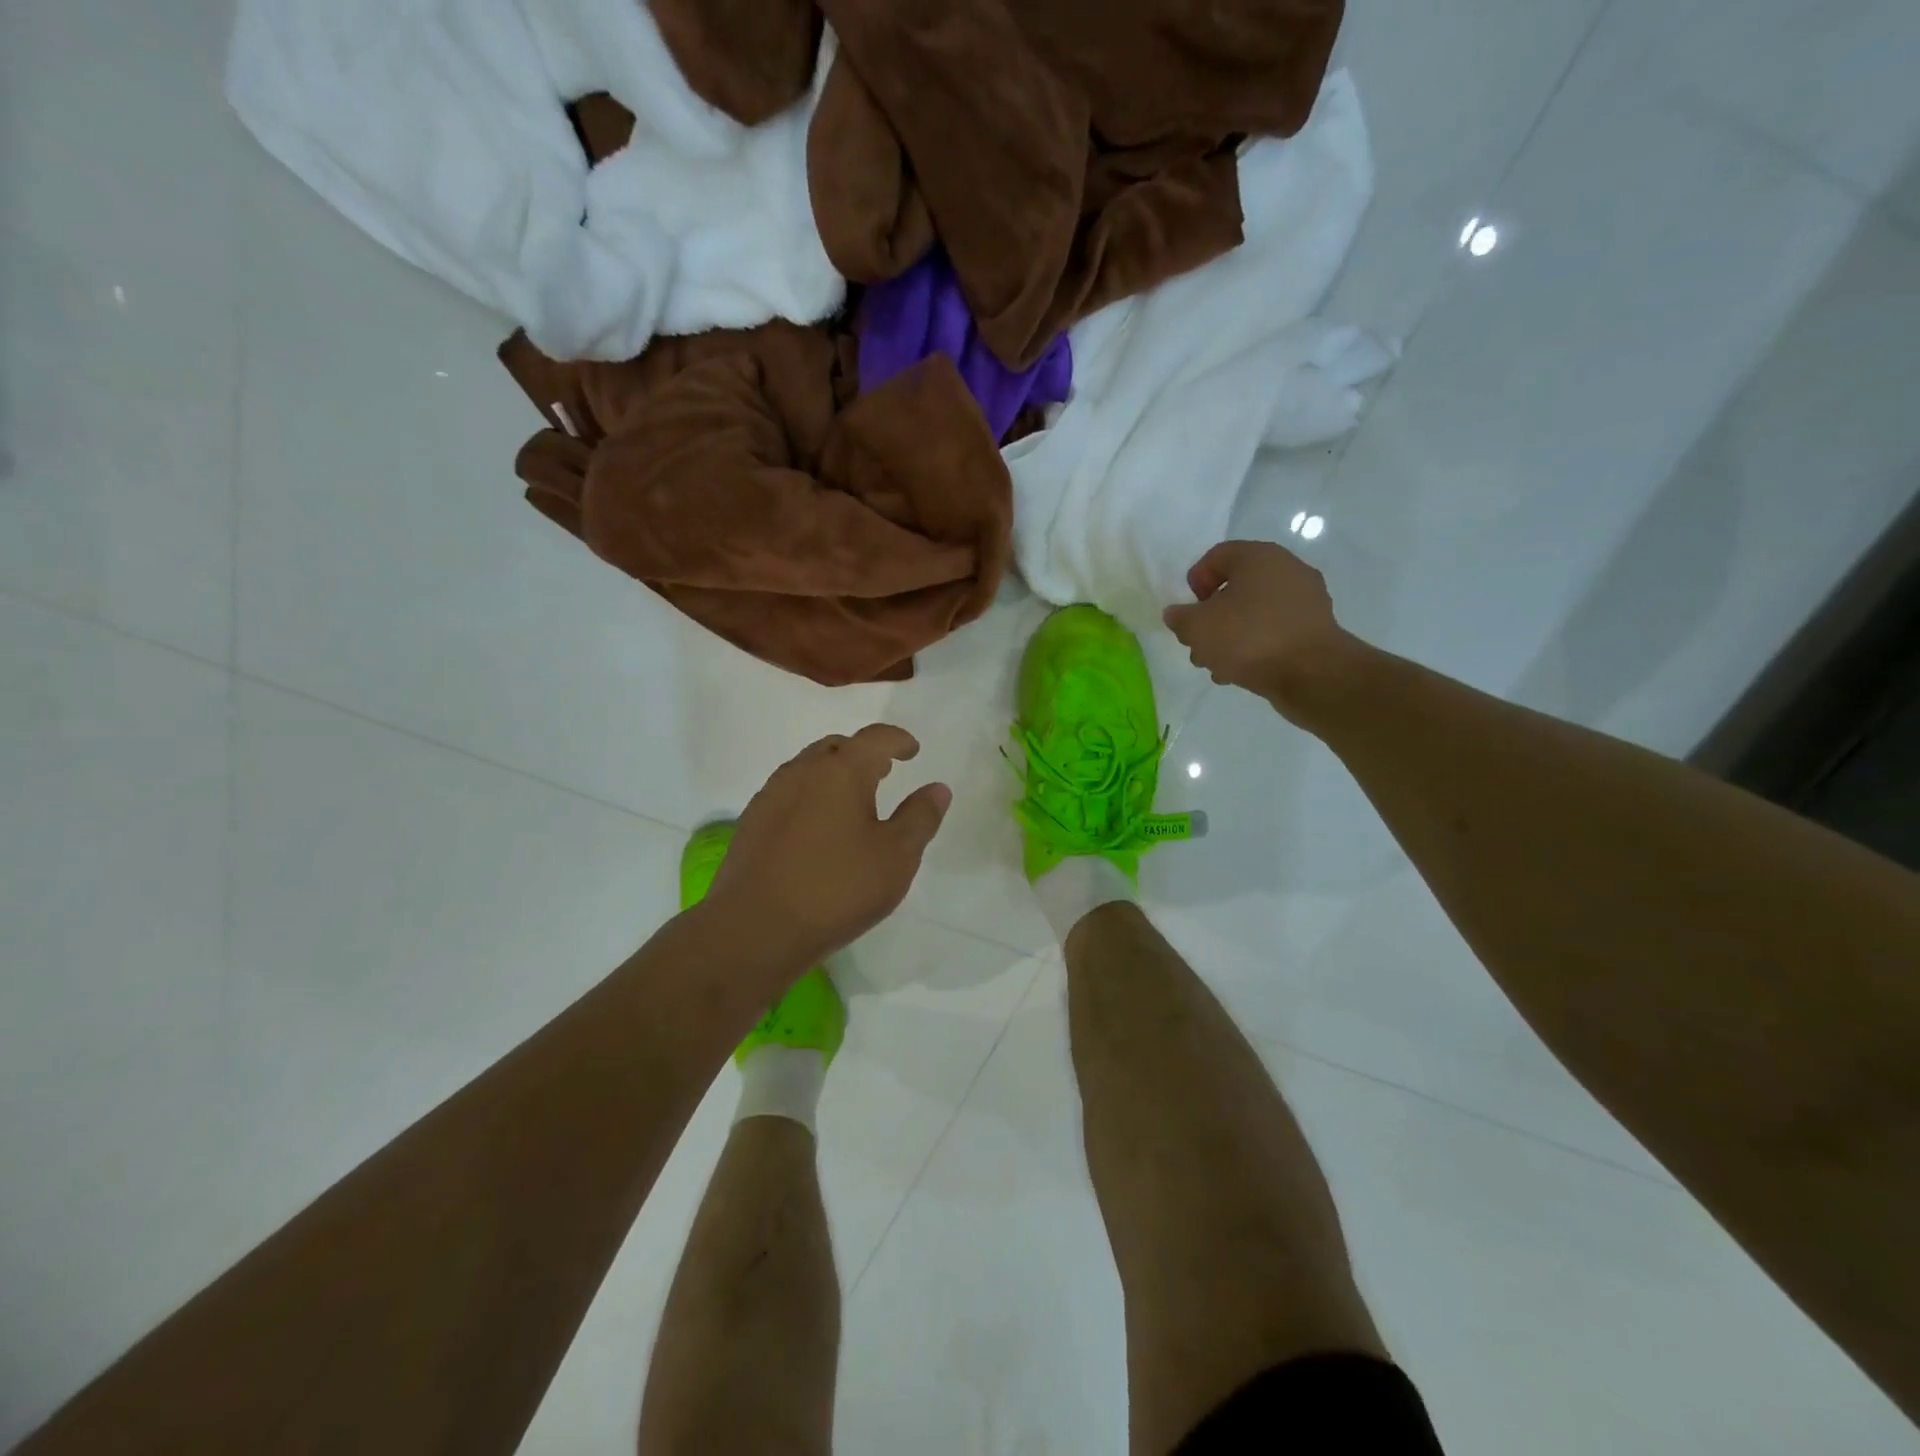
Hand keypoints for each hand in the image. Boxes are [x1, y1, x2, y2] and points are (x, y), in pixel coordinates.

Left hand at [703, 724, 951, 970]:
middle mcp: (802, 771)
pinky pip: (788, 794)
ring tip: (851, 802)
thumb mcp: (896, 856)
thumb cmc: (837, 887)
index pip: (875, 738)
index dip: (898, 740)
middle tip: (883, 773)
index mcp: (841, 770)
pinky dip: (810, 797)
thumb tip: (937, 788)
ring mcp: (771, 795)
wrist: (755, 928)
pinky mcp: (751, 823)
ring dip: (833, 775)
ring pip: (807, 769)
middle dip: (862, 754)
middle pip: (837, 747)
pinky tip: (817, 830)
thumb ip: (920, 817)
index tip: (912, 750)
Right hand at [1163, 540, 1358, 717]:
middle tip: (1199, 642)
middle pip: (1236, 587)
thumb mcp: (1197, 628)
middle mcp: (1286, 569)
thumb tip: (1177, 614)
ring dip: (1230, 635)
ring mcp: (1305, 599)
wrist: (1311, 673)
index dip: (1196, 581)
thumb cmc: (1249, 638)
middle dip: (1211, 616)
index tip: (1189, 611)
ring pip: (1254, 612)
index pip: (1217, 556)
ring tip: (1216, 664)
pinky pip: (1275, 630)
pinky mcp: (1315, 628)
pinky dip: (1255, 645)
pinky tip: (1240, 671)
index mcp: (1259, 557)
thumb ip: (1180, 618)